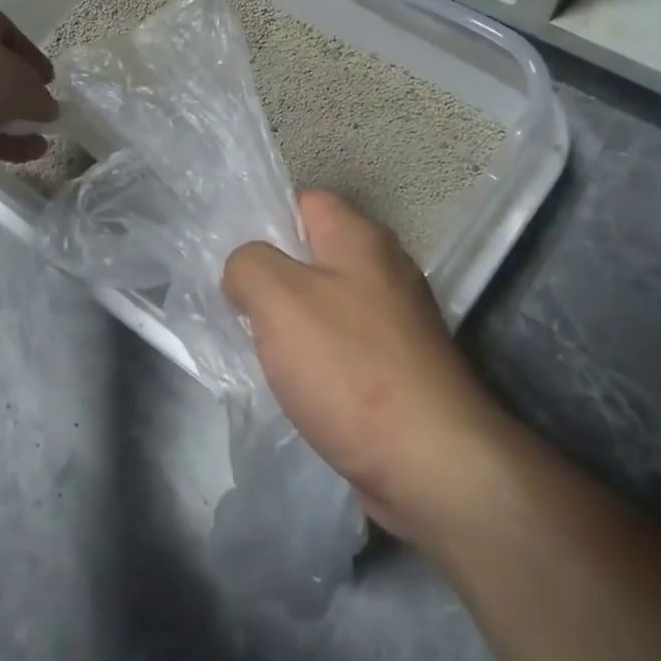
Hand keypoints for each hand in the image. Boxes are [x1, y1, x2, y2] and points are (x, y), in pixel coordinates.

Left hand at [0, 0, 58, 162]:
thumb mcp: (26, 85)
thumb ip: (40, 98)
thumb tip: (46, 110)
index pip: (8, 32)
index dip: (32, 60)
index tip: (47, 83)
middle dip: (16, 95)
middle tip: (38, 113)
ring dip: (6, 122)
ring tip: (36, 145)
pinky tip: (16, 154)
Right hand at [222, 190, 514, 547]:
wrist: (429, 459)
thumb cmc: (349, 366)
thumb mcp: (280, 299)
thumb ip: (249, 265)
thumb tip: (244, 269)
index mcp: (361, 239)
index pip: (305, 202)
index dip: (264, 220)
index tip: (232, 259)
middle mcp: (385, 269)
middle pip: (314, 255)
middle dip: (271, 277)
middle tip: (234, 306)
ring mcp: (396, 320)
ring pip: (325, 304)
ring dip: (289, 323)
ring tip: (254, 347)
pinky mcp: (397, 366)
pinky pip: (342, 345)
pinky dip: (315, 357)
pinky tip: (292, 382)